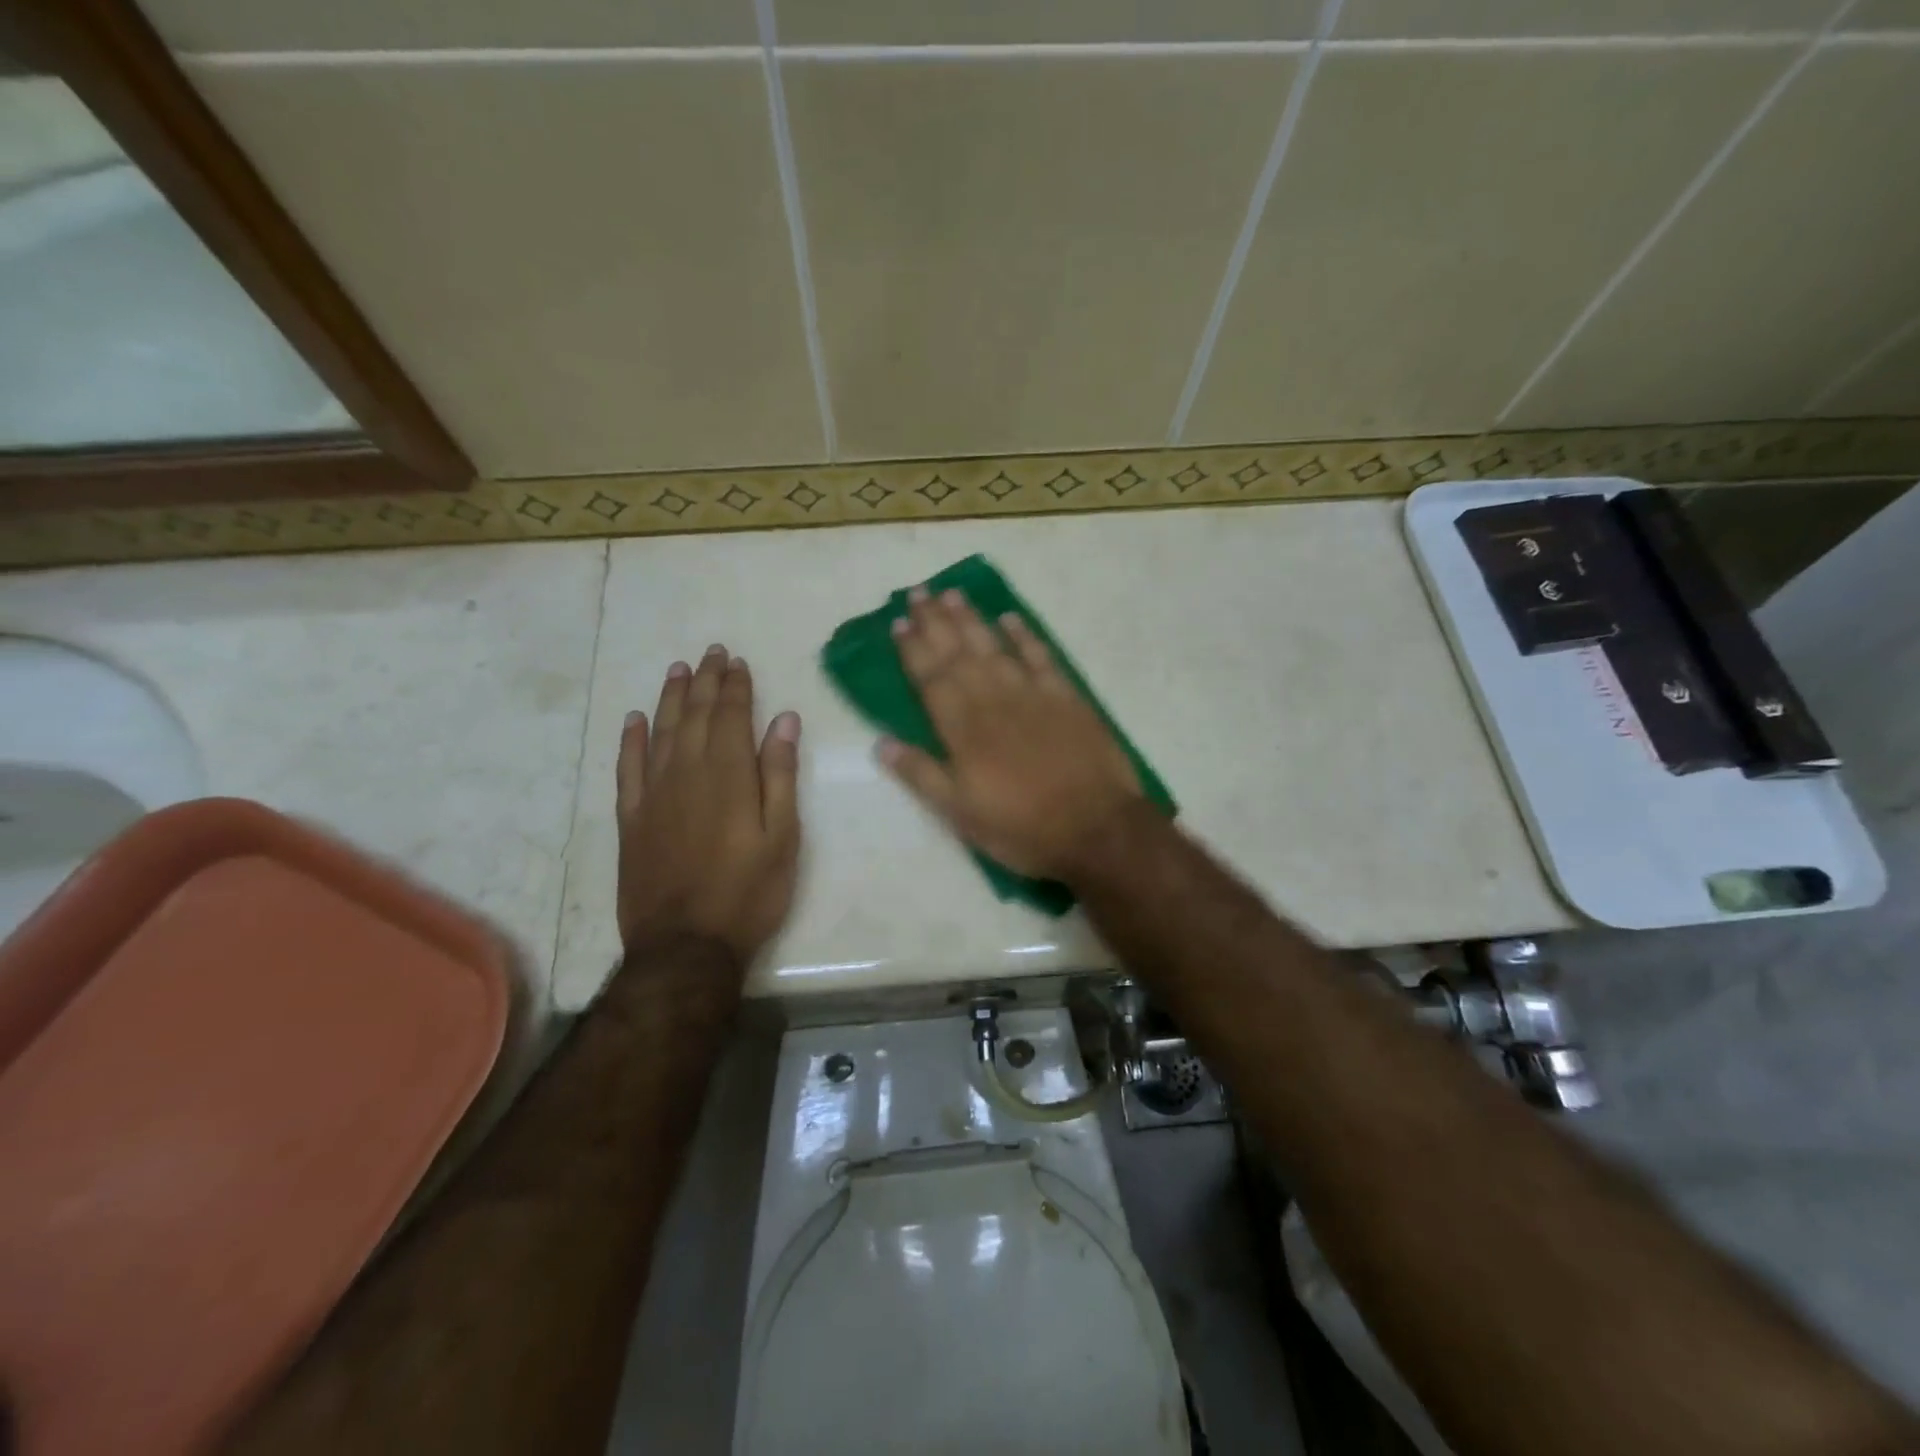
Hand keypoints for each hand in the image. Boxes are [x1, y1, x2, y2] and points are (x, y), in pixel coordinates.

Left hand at [616, 645, 801, 963]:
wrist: (686, 945)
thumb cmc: (748, 892)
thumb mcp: (783, 837)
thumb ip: (780, 775)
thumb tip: (784, 720)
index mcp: (729, 775)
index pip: (731, 716)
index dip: (735, 686)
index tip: (737, 661)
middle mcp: (687, 773)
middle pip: (694, 715)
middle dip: (704, 681)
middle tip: (710, 653)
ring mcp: (653, 795)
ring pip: (660, 733)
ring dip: (669, 698)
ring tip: (678, 670)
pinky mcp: (631, 819)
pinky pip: (626, 768)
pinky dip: (630, 740)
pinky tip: (634, 720)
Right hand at [880, 586, 1142, 881]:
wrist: (1095, 828)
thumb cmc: (1021, 827)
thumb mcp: (960, 814)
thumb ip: (921, 775)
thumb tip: (881, 743)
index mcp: (964, 729)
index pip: (930, 679)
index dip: (912, 650)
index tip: (898, 622)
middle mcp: (993, 701)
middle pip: (958, 654)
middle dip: (935, 622)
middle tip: (918, 592)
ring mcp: (1032, 694)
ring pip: (994, 647)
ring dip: (971, 619)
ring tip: (952, 594)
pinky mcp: (1066, 697)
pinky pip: (1040, 657)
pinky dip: (1024, 636)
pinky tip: (1011, 618)